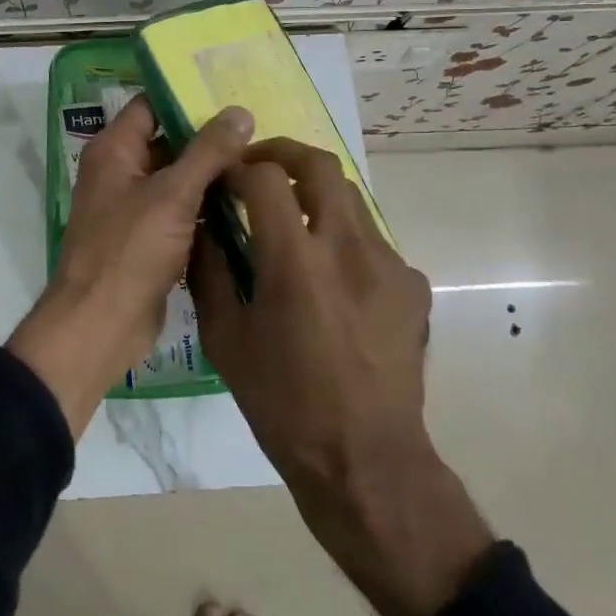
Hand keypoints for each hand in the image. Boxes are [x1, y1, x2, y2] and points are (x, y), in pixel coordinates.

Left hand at [7, 98, 253, 437]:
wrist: (100, 325)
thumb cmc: (129, 250)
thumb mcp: (172, 194)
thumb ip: (208, 151)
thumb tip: (240, 112)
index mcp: (114, 150)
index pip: (150, 104)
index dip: (187, 96)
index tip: (231, 93)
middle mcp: (119, 172)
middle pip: (167, 141)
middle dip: (208, 138)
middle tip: (258, 130)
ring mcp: (132, 207)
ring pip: (177, 179)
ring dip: (211, 174)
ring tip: (261, 163)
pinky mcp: (146, 239)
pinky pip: (179, 211)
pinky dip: (205, 206)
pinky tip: (245, 204)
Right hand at [190, 139, 491, 615]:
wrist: (365, 460)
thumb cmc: (282, 403)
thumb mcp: (225, 339)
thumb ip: (210, 271)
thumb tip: (203, 225)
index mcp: (295, 262)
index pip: (265, 178)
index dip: (238, 169)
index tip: (222, 180)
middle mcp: (347, 248)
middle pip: (319, 165)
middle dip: (282, 154)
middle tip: (257, 171)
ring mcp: (389, 263)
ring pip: (349, 197)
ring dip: (314, 194)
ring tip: (292, 220)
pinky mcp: (412, 284)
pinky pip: (372, 239)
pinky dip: (342, 237)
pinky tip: (330, 277)